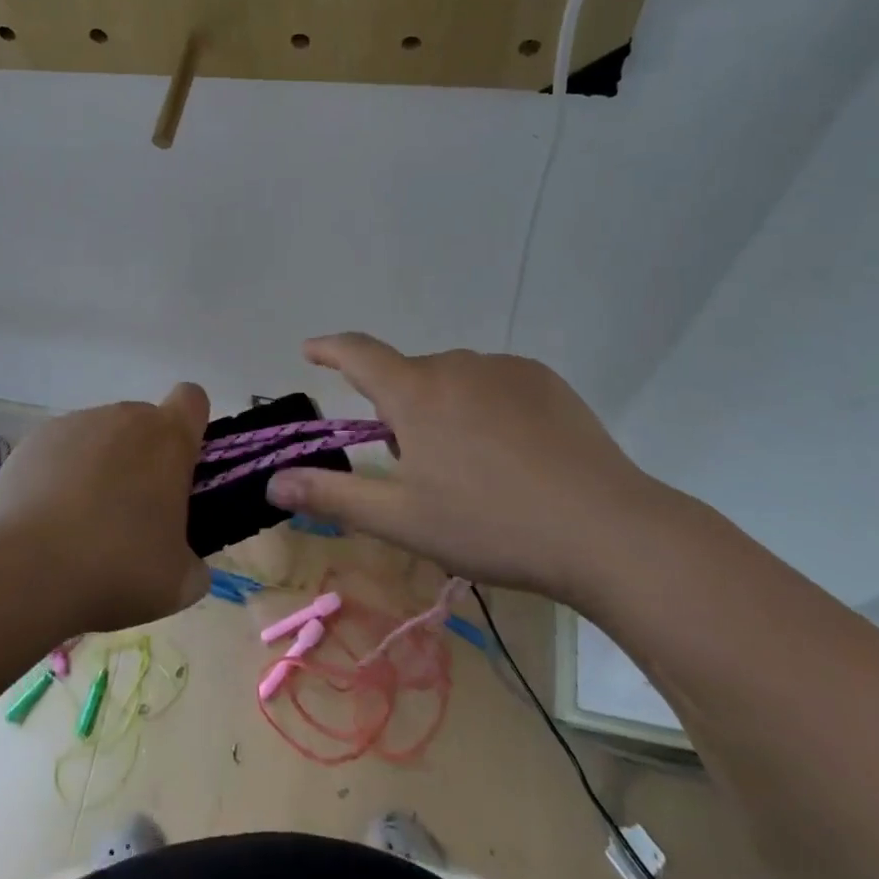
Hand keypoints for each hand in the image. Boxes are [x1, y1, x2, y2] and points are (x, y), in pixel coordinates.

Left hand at [0, 384, 211, 634]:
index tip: (181, 468)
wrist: (25, 571)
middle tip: (132, 517)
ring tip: (81, 527)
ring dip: (100, 468)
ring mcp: (73, 424)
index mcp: (169, 438)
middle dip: (142, 460)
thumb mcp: (179, 583)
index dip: (191, 427)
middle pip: (143, 424)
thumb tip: (180, 561)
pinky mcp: (32, 441)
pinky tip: (47, 522)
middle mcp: (123, 418)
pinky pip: (59, 452)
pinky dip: (59, 477)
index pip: (192, 400)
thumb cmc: (118, 568)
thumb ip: (191, 560)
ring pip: (99, 438)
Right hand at [264, 334, 667, 603]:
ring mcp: (504, 369)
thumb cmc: (491, 525)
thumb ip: (332, 496)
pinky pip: (494, 384)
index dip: (329, 348)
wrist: (606, 531)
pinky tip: (513, 454)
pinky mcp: (544, 380)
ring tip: (471, 468)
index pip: (357, 352)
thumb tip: (271, 482)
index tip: (311, 349)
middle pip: (409, 378)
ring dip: (443, 410)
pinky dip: (485, 407)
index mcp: (415, 392)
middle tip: (416, 468)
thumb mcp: (403, 520)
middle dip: (399, 411)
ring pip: (453, 382)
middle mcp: (455, 365)